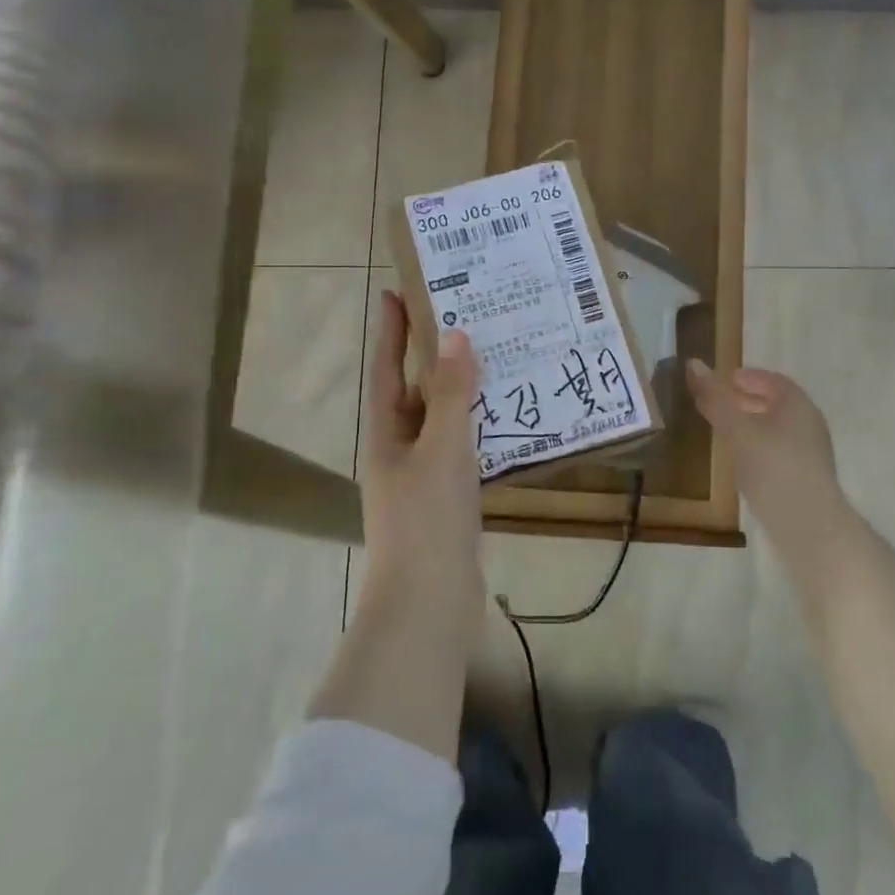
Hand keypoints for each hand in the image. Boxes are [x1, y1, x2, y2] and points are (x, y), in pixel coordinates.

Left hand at [359, 290, 484, 636]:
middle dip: (432, 353)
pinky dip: (481, 424)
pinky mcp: (449, 499)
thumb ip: (451, 394)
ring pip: (443, 418)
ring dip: (462, 387)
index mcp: (387, 433)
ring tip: (492, 354)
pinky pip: (464, 446)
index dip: (393, 330)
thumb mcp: (441, 449)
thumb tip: (455, 334)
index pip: (389, 368)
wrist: (428, 603)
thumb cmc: (426, 519)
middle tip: (463, 314)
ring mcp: (424, 476)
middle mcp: (401, 449)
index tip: (398, 291)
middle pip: (416, 389)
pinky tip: (507, 415)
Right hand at [686, 358, 847, 546]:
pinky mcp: (806, 478)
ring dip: (751, 425)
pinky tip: (741, 462)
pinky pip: (779, 451)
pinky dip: (758, 447)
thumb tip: (693, 363)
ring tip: (724, 432)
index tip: (723, 380)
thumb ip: (715, 397)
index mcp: (797, 403)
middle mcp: (809, 423)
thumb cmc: (772, 466)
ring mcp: (811, 453)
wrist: (808, 525)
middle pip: (775, 404)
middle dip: (746, 401)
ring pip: (777, 429)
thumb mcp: (737, 428)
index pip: (772, 380)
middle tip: (718, 404)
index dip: (747, 377)